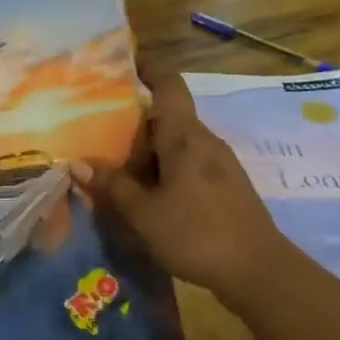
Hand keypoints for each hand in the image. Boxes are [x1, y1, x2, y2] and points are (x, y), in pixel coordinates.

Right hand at [78, 69, 294, 300]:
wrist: (260, 272)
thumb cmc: (197, 234)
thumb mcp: (144, 213)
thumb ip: (113, 186)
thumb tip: (79, 163)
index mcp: (185, 136)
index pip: (168, 84)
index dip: (146, 69)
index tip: (119, 67)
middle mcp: (204, 141)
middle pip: (167, 114)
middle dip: (134, 118)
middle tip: (97, 125)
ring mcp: (219, 163)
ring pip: (176, 141)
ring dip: (147, 147)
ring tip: (113, 160)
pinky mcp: (225, 185)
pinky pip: (187, 162)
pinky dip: (162, 166)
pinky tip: (144, 190)